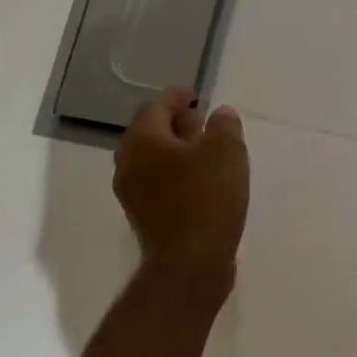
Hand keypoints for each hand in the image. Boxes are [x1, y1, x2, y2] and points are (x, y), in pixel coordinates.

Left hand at [112, 87, 247, 308]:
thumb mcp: (227, 151)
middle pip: (149, 132)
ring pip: (153, 159)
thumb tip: (219, 114)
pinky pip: (158, 181)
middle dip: (175, 122)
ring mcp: (133, 194)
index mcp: (143, 142)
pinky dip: (176, 171)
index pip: (155, 107)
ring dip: (176, 149)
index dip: (176, 97)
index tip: (195, 94)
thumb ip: (224, 125)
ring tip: (206, 148)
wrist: (190, 263)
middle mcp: (129, 164)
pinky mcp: (145, 216)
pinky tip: (202, 178)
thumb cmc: (207, 197)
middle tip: (201, 119)